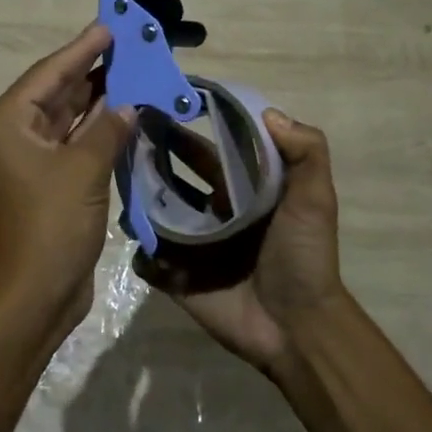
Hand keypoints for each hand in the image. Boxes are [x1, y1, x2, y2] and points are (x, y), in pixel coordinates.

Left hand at [0, 24, 134, 334]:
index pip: (48, 74)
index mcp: (6, 124)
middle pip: (56, 93)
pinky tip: (128, 115)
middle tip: (130, 46)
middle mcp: (13, 137)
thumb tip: (128, 104)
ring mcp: (30, 163)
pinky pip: (75, 146)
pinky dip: (99, 132)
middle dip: (93, 71)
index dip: (81, 49)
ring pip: (68, 120)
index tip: (108, 27)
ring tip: (135, 72)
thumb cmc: (50, 226)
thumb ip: (108, 129)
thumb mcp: (83, 170)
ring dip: (100, 101)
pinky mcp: (48, 185)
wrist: (33, 296)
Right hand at [140, 109, 347, 378]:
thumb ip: (306, 152)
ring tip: (116, 180)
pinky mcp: (176, 277)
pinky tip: (136, 238)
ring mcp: (190, 245)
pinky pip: (148, 259)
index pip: (204, 150)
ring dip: (135, 198)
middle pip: (170, 176)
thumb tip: (268, 112)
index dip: (184, 128)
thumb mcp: (315, 199)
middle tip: (122, 136)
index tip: (159, 104)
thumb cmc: (304, 257)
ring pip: (152, 214)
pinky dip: (139, 251)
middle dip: (149, 156)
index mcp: (238, 190)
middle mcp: (210, 212)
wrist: (297, 327)